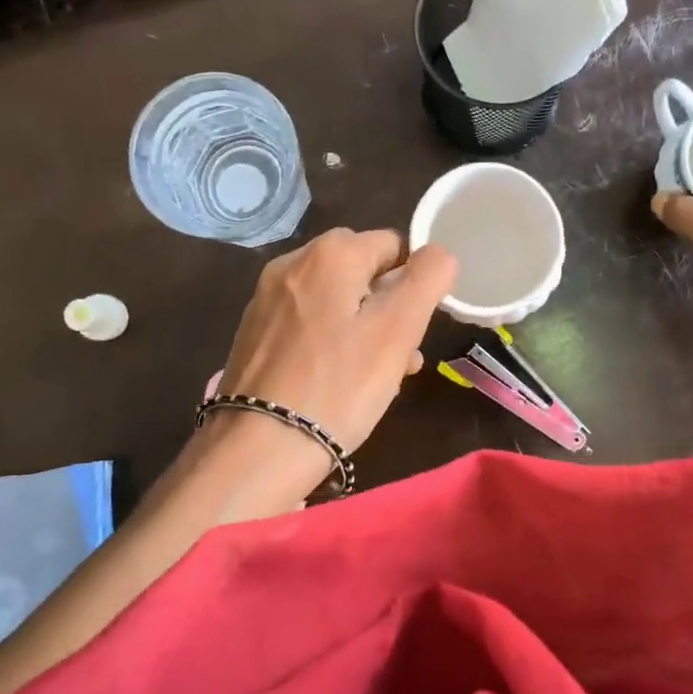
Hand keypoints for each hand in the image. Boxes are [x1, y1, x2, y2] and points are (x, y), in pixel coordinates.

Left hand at [208, 228, 457, 484]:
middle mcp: (292, 262)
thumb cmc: (339, 386)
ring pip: (335, 299)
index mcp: (330, 253)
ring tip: (376, 376)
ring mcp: (267, 297)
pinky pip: (307, 322)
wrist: (259, 448)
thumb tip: (439, 253)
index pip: (393, 246)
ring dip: (363, 327)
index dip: (413, 284)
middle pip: (361, 272)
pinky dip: (329, 341)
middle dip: (388, 307)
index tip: (415, 330)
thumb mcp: (398, 330)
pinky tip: (336, 380)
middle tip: (400, 356)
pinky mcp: (253, 330)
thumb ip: (427, 279)